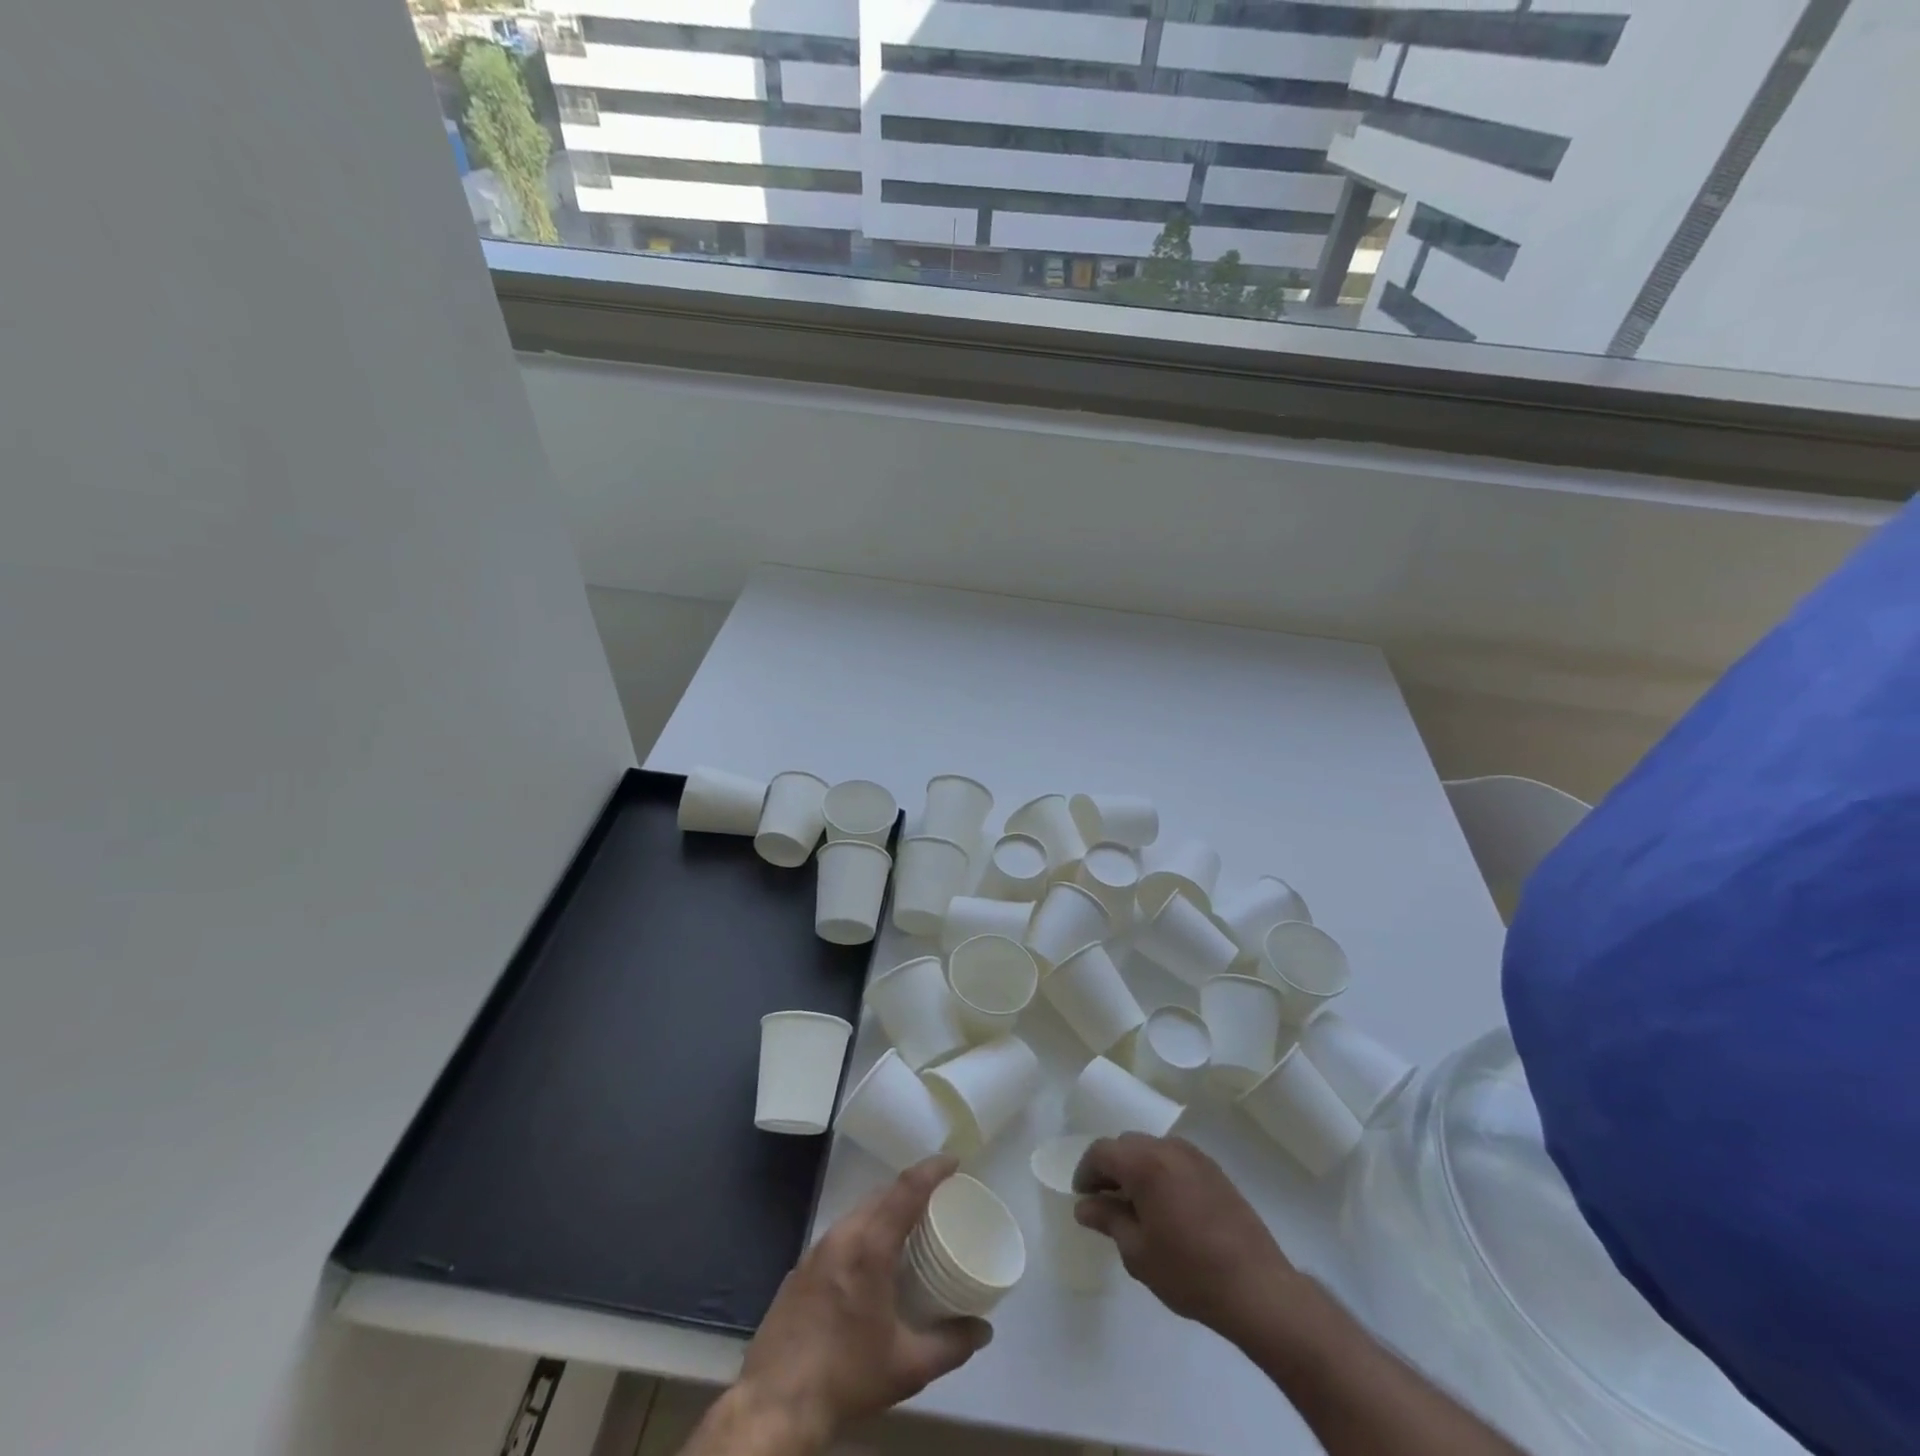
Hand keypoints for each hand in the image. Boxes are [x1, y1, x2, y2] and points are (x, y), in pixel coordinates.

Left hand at [734, 1156, 992, 1446]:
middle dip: (911, 1188)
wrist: (775, 1405)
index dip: (932, 1169)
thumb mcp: (908, 1367)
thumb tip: (984, 1331)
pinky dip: (863, 1231)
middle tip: (938, 1200)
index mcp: (870, 1246)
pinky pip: (840, 1233)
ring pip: (859, 1212)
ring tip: (908, 1227)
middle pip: (882, 1194)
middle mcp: (842, 1235)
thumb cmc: (847, 1377)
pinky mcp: (800, 1268)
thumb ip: (951, 1344)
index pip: (907, 1189)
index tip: (954, 1161)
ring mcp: (816, 1249)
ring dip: (885, 1209)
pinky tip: (870, 1262)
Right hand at [1074, 1134, 1302, 1340]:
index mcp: (1144, 1163)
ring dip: (1136, 1168)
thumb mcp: (1138, 1252)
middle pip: (1127, 1145)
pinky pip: (1175, 1159)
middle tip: (1105, 1201)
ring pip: (1152, 1149)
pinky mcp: (1215, 1170)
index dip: (1086, 1172)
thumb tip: (1085, 1206)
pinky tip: (1166, 1205)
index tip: (1082, 1198)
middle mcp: (1168, 1148)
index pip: (1102, 1152)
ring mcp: (1195, 1156)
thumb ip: (1108, 1220)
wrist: (1257, 1288)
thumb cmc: (1189, 1272)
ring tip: (1135, 1204)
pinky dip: (1161, 1171)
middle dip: (1111, 1167)